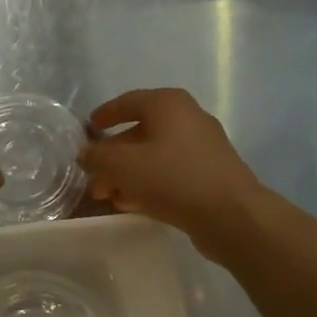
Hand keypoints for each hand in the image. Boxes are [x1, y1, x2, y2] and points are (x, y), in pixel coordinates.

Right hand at [78, 88, 266, 255]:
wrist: (230, 215)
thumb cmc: (173, 178)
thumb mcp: (123, 166)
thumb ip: (98, 157)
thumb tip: (86, 154)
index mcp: (168, 104)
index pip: (128, 102)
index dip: (105, 115)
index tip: (88, 128)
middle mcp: (187, 119)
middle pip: (139, 133)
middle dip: (113, 156)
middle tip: (93, 177)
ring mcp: (202, 147)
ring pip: (154, 156)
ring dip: (127, 174)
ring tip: (107, 196)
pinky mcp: (209, 174)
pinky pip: (170, 173)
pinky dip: (148, 184)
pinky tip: (132, 204)